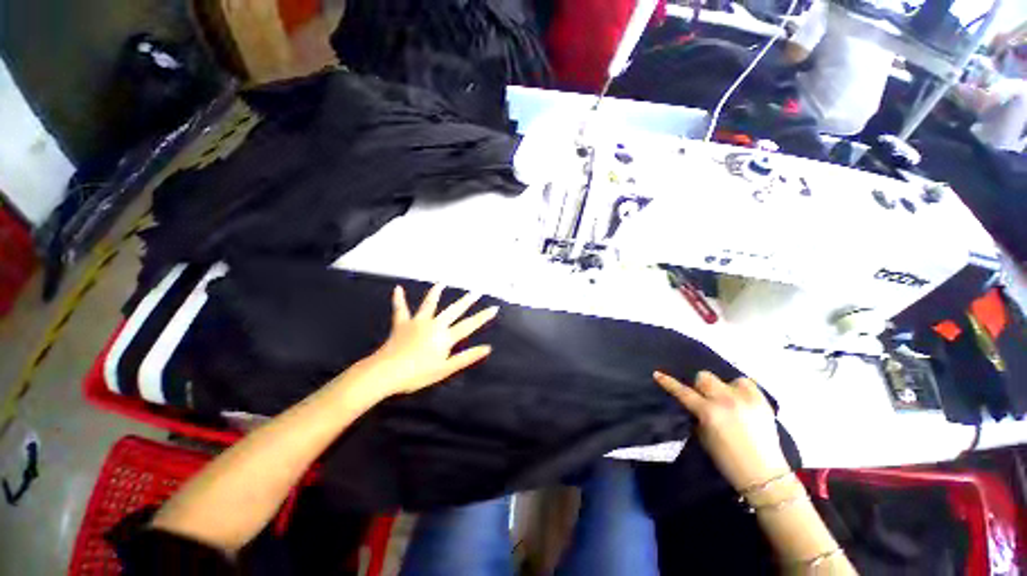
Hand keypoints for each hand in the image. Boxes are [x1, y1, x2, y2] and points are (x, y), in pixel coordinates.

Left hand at [349, 284, 497, 401]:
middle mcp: (434, 324)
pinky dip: (399, 299)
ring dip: (436, 292)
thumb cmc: (418, 374)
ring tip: (442, 282)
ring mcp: (417, 322)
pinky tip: (398, 288)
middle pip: (454, 310)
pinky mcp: (402, 323)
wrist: (387, 372)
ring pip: (429, 303)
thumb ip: (467, 357)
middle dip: (467, 300)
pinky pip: (400, 309)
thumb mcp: (446, 369)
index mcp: (445, 337)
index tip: (494, 307)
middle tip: (476, 291)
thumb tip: (487, 348)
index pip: (469, 325)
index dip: (483, 316)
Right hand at [654, 370, 789, 490]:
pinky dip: (739, 389)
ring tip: (727, 402)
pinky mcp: (761, 400)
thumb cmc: (727, 460)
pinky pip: (745, 383)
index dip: (668, 383)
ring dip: (722, 389)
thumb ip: (696, 416)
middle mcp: (725, 401)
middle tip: (706, 400)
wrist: (764, 474)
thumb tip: (694, 404)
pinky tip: (741, 401)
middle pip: (704, 377)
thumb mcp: (703, 437)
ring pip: (725, 379)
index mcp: (709, 413)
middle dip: (701, 387)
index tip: (657, 374)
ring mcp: (745, 399)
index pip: (683, 392)